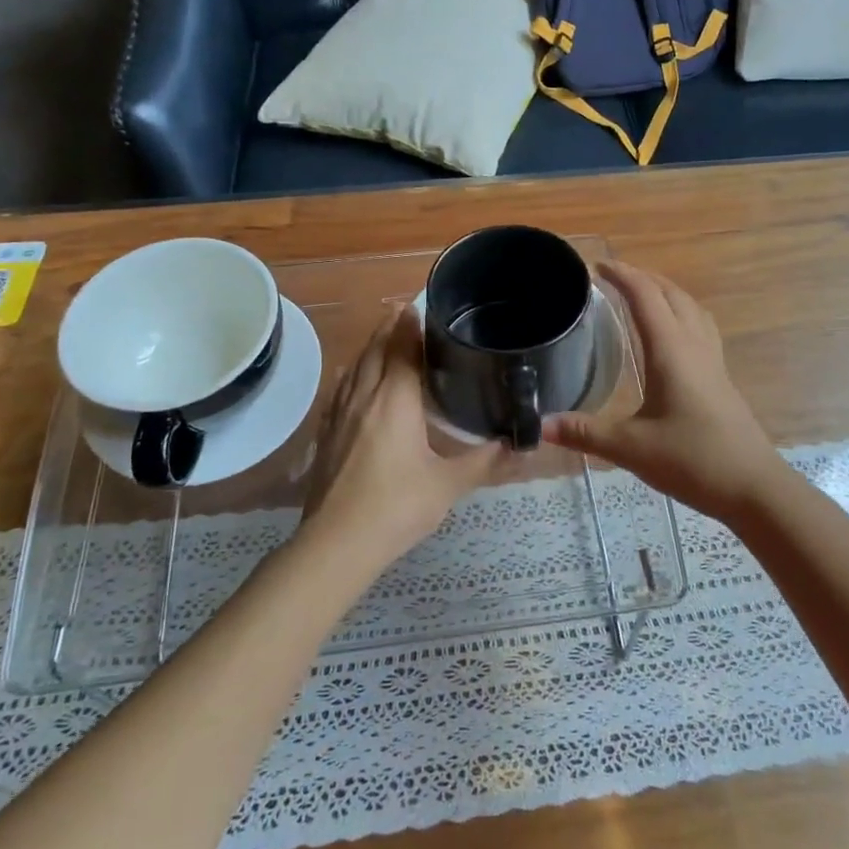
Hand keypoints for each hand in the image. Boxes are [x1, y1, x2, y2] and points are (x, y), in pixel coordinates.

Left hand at [298, 306, 509, 579]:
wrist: (336, 544)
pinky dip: (354, 374)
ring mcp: (340, 415)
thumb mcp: (448, 485)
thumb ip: (485, 461)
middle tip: (405, 311)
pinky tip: (356, 380)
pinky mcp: (327, 434)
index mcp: (395, 400)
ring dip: (370, 346)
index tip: (420, 304)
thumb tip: (521, 444)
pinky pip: (341, 389)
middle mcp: (364, 397)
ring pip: (355, 367)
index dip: (411, 324)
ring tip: (385, 335)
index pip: (402, 348)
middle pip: (375, 350)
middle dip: (389, 327)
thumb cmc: (396, 508)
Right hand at [543, 261, 787, 520]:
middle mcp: (694, 346)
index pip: (645, 297)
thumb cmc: (692, 460)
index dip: (621, 276)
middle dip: (643, 278)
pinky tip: (671, 337)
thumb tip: (539, 425)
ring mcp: (713, 361)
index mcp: (671, 351)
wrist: (753, 488)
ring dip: (666, 293)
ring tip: (641, 296)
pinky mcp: (720, 378)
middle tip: (613, 277)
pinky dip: (681, 315)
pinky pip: (700, 328)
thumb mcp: (630, 448)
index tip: (596, 266)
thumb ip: (584, 432)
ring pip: (691, 309)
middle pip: (672, 294)